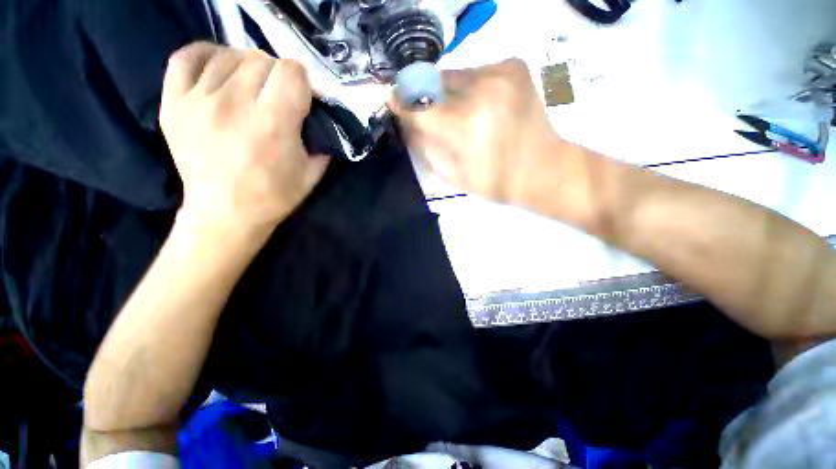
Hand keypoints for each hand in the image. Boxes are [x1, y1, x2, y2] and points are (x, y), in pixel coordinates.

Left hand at [160, 42, 328, 233]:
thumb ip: (319, 140)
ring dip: (247, 68)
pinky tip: (219, 69)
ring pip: (229, 55)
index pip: (291, 71)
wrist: (224, 214)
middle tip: (276, 96)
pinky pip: (187, 57)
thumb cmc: (274, 196)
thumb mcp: (311, 173)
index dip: (301, 81)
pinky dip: (207, 56)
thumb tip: (318, 116)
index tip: (301, 96)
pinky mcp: (173, 103)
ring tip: (251, 88)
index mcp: (273, 124)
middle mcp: (234, 104)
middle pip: (261, 59)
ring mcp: (198, 100)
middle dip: (276, 75)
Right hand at [392, 59, 561, 204]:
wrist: (542, 169)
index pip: (418, 106)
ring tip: (457, 113)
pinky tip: (479, 106)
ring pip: (454, 75)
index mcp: (465, 124)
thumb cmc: (494, 181)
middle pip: (434, 84)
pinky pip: (475, 72)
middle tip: (425, 111)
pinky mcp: (513, 65)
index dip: (401, 103)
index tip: (392, 102)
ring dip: (447, 92)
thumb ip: (424, 145)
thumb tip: (406, 122)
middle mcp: (481, 90)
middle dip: (424, 97)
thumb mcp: (451, 174)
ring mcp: (500, 72)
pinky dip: (469, 87)